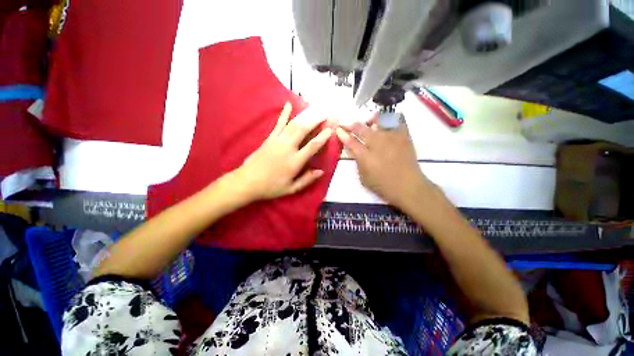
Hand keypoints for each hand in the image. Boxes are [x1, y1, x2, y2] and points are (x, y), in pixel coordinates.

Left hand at [234, 102, 332, 200]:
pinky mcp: (269, 138)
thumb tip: (321, 171)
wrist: (247, 182)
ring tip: (313, 108)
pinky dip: (284, 114)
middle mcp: (287, 148)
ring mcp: (277, 141)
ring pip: (292, 125)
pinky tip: (288, 104)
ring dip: (304, 116)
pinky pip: (278, 124)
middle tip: (324, 113)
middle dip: (315, 120)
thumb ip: (307, 180)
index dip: (322, 137)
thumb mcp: (291, 189)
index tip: (330, 129)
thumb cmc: (271, 187)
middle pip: (303, 130)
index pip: (312, 147)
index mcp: (294, 162)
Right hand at [336, 118, 433, 209]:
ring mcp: (391, 138)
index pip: (350, 142)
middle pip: (361, 128)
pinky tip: (388, 121)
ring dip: (371, 119)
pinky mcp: (404, 136)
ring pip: (379, 120)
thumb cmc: (383, 186)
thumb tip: (355, 151)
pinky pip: (398, 120)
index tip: (338, 129)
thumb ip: (358, 163)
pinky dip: (392, 118)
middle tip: (348, 123)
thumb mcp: (364, 178)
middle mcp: (377, 143)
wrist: (408, 187)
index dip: (343, 134)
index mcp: (365, 156)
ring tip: (370, 120)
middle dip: (352, 124)